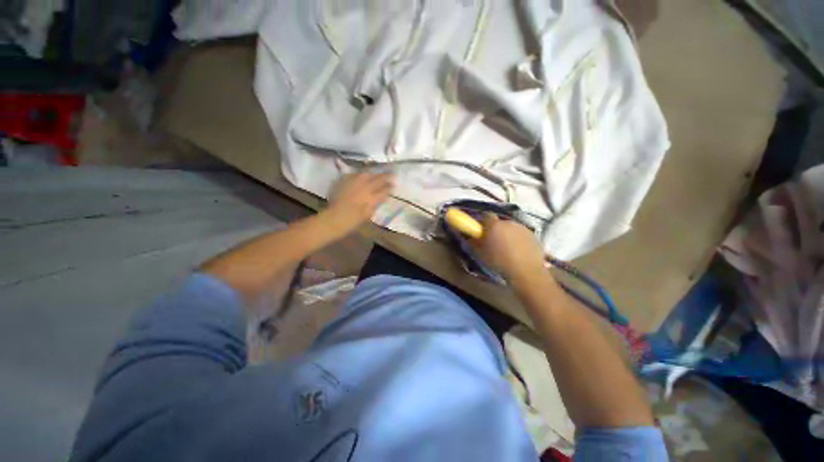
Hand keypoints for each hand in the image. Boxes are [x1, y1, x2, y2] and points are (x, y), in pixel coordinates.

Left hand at [322, 172, 394, 234]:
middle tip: (391, 174)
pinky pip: (355, 174)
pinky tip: (362, 176)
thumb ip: (375, 204)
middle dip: (386, 176)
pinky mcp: (345, 180)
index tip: (394, 185)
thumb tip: (379, 198)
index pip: (385, 190)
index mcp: (372, 198)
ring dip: (374, 174)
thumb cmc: (353, 221)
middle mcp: (365, 188)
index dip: (390, 187)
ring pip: (367, 174)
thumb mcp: (368, 214)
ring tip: (377, 174)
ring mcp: (355, 182)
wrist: (334, 218)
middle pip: (378, 179)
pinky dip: (361, 175)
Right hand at [470, 214, 546, 283]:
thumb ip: (473, 242)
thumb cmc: (499, 261)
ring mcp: (522, 228)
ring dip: (507, 235)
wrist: (526, 271)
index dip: (483, 223)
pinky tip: (518, 252)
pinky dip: (518, 240)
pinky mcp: (533, 235)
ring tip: (507, 249)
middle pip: (499, 222)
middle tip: (493, 242)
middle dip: (495, 230)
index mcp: (494, 225)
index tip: (481, 231)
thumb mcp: (480, 254)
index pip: (486, 215)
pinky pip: (521, 235)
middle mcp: (508, 222)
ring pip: (511, 228)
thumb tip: (470, 237)